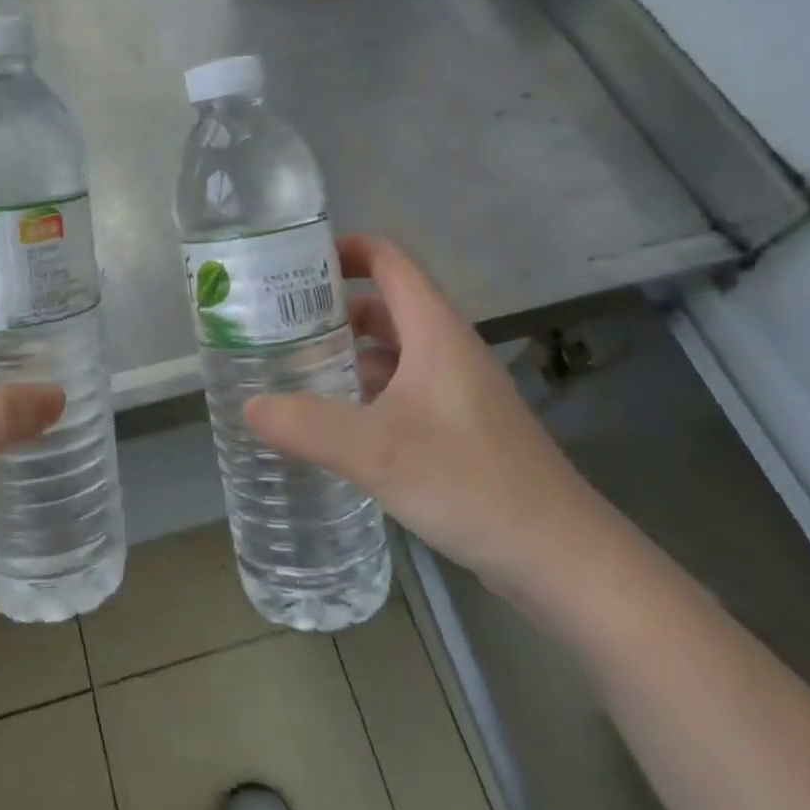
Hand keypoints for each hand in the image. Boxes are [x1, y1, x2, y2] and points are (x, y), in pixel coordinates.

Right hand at [245, 235, 615, 598]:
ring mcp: (454, 390)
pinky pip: (399, 390)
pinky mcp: (457, 428)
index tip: (292, 265)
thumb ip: (307, 425)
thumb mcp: (378, 450)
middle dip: (329, 307)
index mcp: (434, 330)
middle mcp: (446, 349)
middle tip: (274, 322)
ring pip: (390, 351)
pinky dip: (363, 391)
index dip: (343, 250)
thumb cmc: (471, 482)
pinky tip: (331, 421)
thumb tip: (249, 406)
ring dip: (344, 352)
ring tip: (290, 367)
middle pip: (383, 305)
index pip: (388, 261)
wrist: (561, 559)